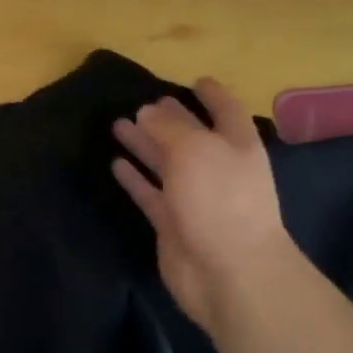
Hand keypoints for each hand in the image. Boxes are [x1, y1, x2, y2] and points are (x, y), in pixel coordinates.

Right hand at [112, 78, 296, 335]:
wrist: (228, 272)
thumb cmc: (220, 200)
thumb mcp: (196, 150)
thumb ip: (169, 127)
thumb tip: (148, 111)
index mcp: (235, 146)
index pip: (225, 111)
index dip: (212, 95)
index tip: (195, 80)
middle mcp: (217, 168)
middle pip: (190, 137)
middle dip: (168, 120)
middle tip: (141, 104)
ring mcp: (194, 198)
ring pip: (165, 163)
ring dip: (144, 145)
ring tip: (117, 125)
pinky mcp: (172, 223)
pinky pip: (150, 193)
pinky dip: (135, 179)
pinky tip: (116, 164)